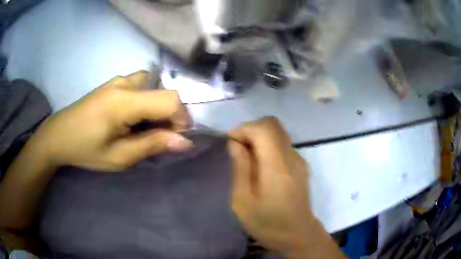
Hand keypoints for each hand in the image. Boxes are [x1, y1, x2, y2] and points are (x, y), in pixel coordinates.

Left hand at [28, 71, 191, 171]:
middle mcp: (124, 82)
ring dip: (159, 107)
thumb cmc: (85, 150)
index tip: (175, 139)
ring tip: (145, 127)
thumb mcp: (119, 157)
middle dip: (171, 116)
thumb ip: (152, 145)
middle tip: (158, 138)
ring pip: (154, 86)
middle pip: (165, 91)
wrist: (58, 135)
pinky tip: (133, 117)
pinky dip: (147, 101)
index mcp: (124, 101)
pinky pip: (142, 85)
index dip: (181, 119)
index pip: (170, 99)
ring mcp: (118, 80)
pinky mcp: (114, 82)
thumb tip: (184, 142)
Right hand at [228, 117, 343, 258]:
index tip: (230, 144)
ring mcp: (299, 160)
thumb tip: (235, 143)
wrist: (298, 235)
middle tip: (238, 150)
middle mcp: (291, 157)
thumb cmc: (268, 224)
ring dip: (259, 138)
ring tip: (247, 159)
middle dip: (251, 130)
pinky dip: (267, 146)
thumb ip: (240, 168)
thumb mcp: (243, 201)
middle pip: (272, 124)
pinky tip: (260, 167)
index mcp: (277, 166)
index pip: (263, 128)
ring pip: (278, 133)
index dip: (243, 129)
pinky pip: (282, 144)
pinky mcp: (300, 165)